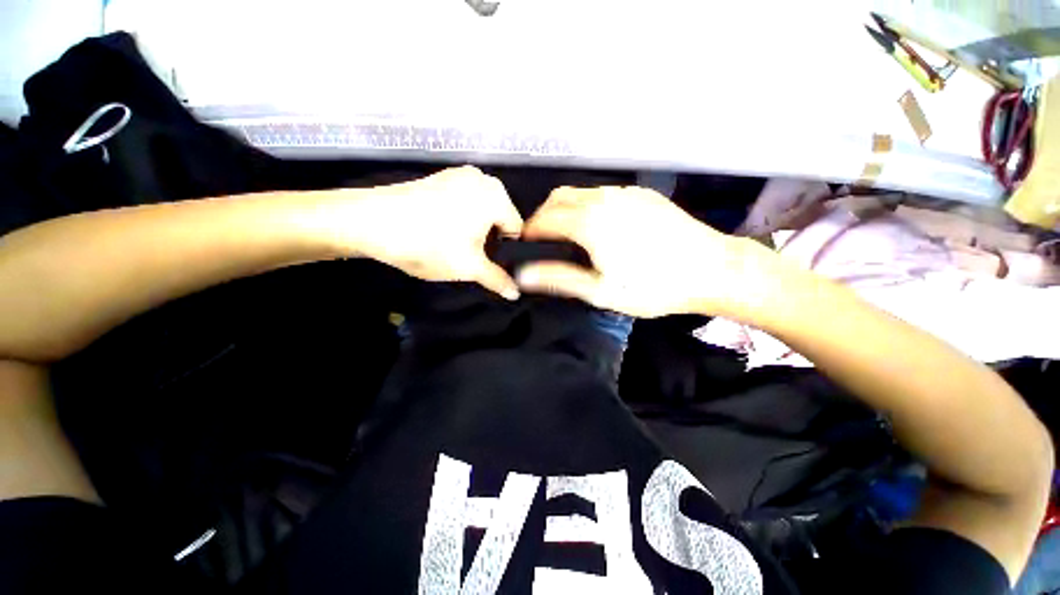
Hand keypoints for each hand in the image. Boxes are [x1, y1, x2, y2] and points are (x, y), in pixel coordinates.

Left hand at [334, 166, 523, 298]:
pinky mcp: (440, 178)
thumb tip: (516, 293)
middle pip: (499, 220)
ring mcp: (459, 175)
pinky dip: (460, 219)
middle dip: (490, 241)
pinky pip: (463, 204)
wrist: (369, 222)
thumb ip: (498, 280)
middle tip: (469, 258)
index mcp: (496, 195)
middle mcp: (483, 179)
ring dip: (474, 232)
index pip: (516, 230)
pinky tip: (441, 231)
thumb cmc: (429, 244)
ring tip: (453, 246)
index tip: (488, 265)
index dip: (506, 252)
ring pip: (481, 213)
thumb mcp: (469, 268)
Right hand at [516, 186, 779, 317]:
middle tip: (545, 241)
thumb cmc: (653, 286)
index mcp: (589, 222)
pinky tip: (600, 227)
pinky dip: (588, 206)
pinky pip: (602, 193)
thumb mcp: (601, 290)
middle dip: (544, 216)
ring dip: (565, 210)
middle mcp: (602, 198)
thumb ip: (559, 278)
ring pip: (580, 193)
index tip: (526, 245)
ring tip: (569, 235)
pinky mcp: (641, 194)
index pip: (543, 218)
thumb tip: (523, 275)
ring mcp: (624, 193)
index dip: (530, 231)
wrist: (713, 269)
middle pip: (558, 198)